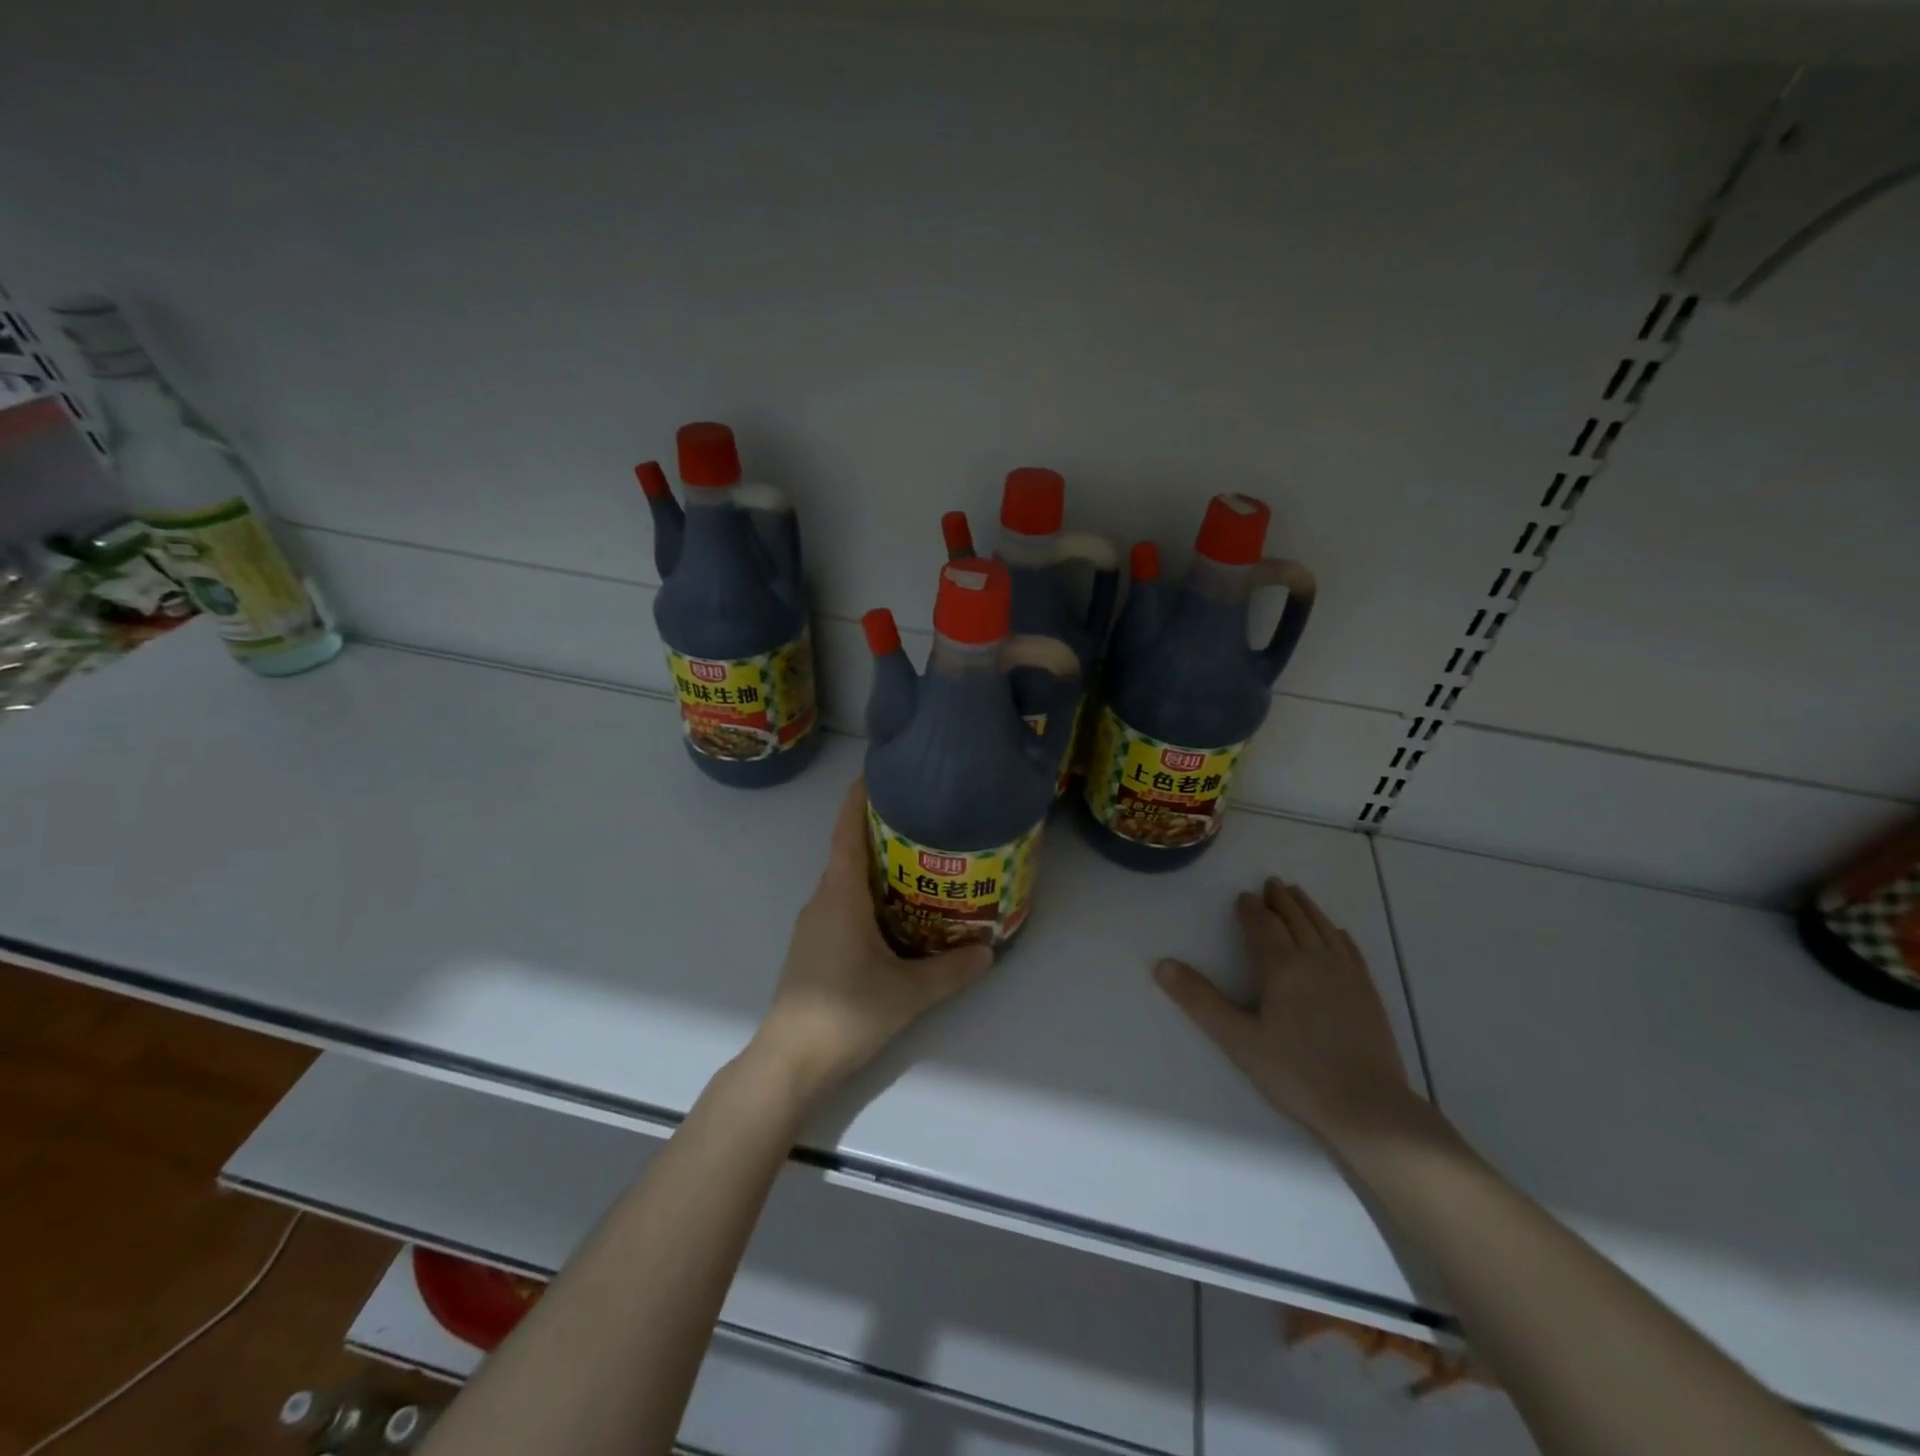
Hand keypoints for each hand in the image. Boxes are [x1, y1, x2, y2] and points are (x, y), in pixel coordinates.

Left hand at [747, 777, 992, 1104]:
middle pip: (849, 851)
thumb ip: (950, 971)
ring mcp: (814, 924)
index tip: (880, 773)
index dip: (860, 799)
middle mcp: (822, 900)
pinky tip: (896, 912)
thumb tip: (987, 951)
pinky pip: (842, 904)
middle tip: (923, 820)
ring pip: (846, 881)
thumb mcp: (908, 993)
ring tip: (919, 862)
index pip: (847, 832)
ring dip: (876, 866)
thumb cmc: (845, 1014)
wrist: (789, 1062)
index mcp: (840, 896)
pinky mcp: (814, 946)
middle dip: (881, 831)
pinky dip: (867, 894)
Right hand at [1154, 878, 1434, 1152]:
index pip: (1263, 925)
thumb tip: (1162, 965)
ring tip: (1297, 894)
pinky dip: (1337, 932)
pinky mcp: (1369, 992)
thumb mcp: (1238, 1039)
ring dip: (1308, 908)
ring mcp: (1347, 974)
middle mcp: (1315, 960)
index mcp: (1281, 967)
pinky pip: (1350, 949)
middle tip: (1270, 883)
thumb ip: (1200, 1000)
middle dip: (1280, 900)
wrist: (1369, 1108)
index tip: (1242, 897)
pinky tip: (1337, 932)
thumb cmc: (1296, 1073)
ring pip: (1324, 927)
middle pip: (1295, 919)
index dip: (1250, 909)